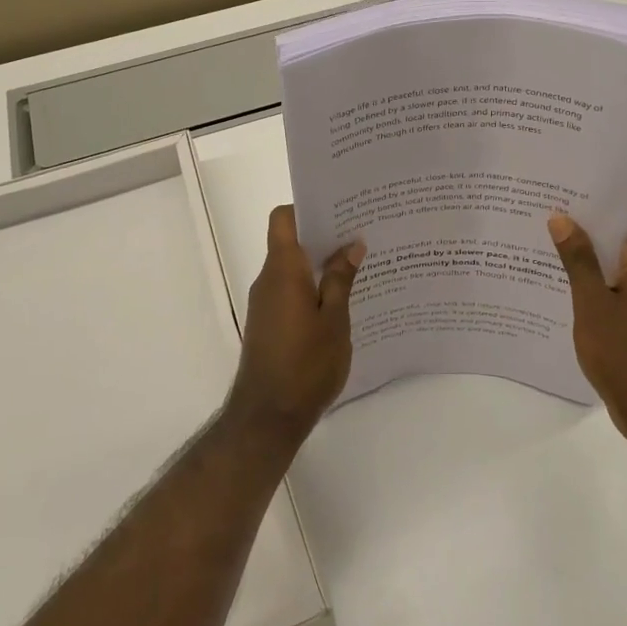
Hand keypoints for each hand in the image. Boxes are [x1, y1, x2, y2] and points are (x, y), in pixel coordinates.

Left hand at [226, 206, 362, 444]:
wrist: (267, 417)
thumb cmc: (305, 365)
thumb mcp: (334, 320)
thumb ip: (341, 280)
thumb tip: (351, 245)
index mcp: (282, 270)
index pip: (283, 219)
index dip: (306, 208)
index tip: (338, 210)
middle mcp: (268, 280)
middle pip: (290, 241)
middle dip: (323, 236)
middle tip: (361, 235)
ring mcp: (265, 303)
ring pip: (292, 269)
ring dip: (320, 265)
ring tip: (359, 267)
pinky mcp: (268, 324)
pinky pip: (290, 291)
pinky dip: (312, 288)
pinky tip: (341, 302)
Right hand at [548, 202, 626, 447]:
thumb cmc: (624, 353)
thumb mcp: (592, 303)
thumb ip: (577, 259)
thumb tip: (561, 217)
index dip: (608, 193)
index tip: (575, 182)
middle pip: (626, 231)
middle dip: (592, 218)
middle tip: (551, 205)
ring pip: (621, 257)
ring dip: (592, 247)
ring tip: (550, 235)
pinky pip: (620, 279)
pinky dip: (597, 272)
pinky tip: (564, 276)